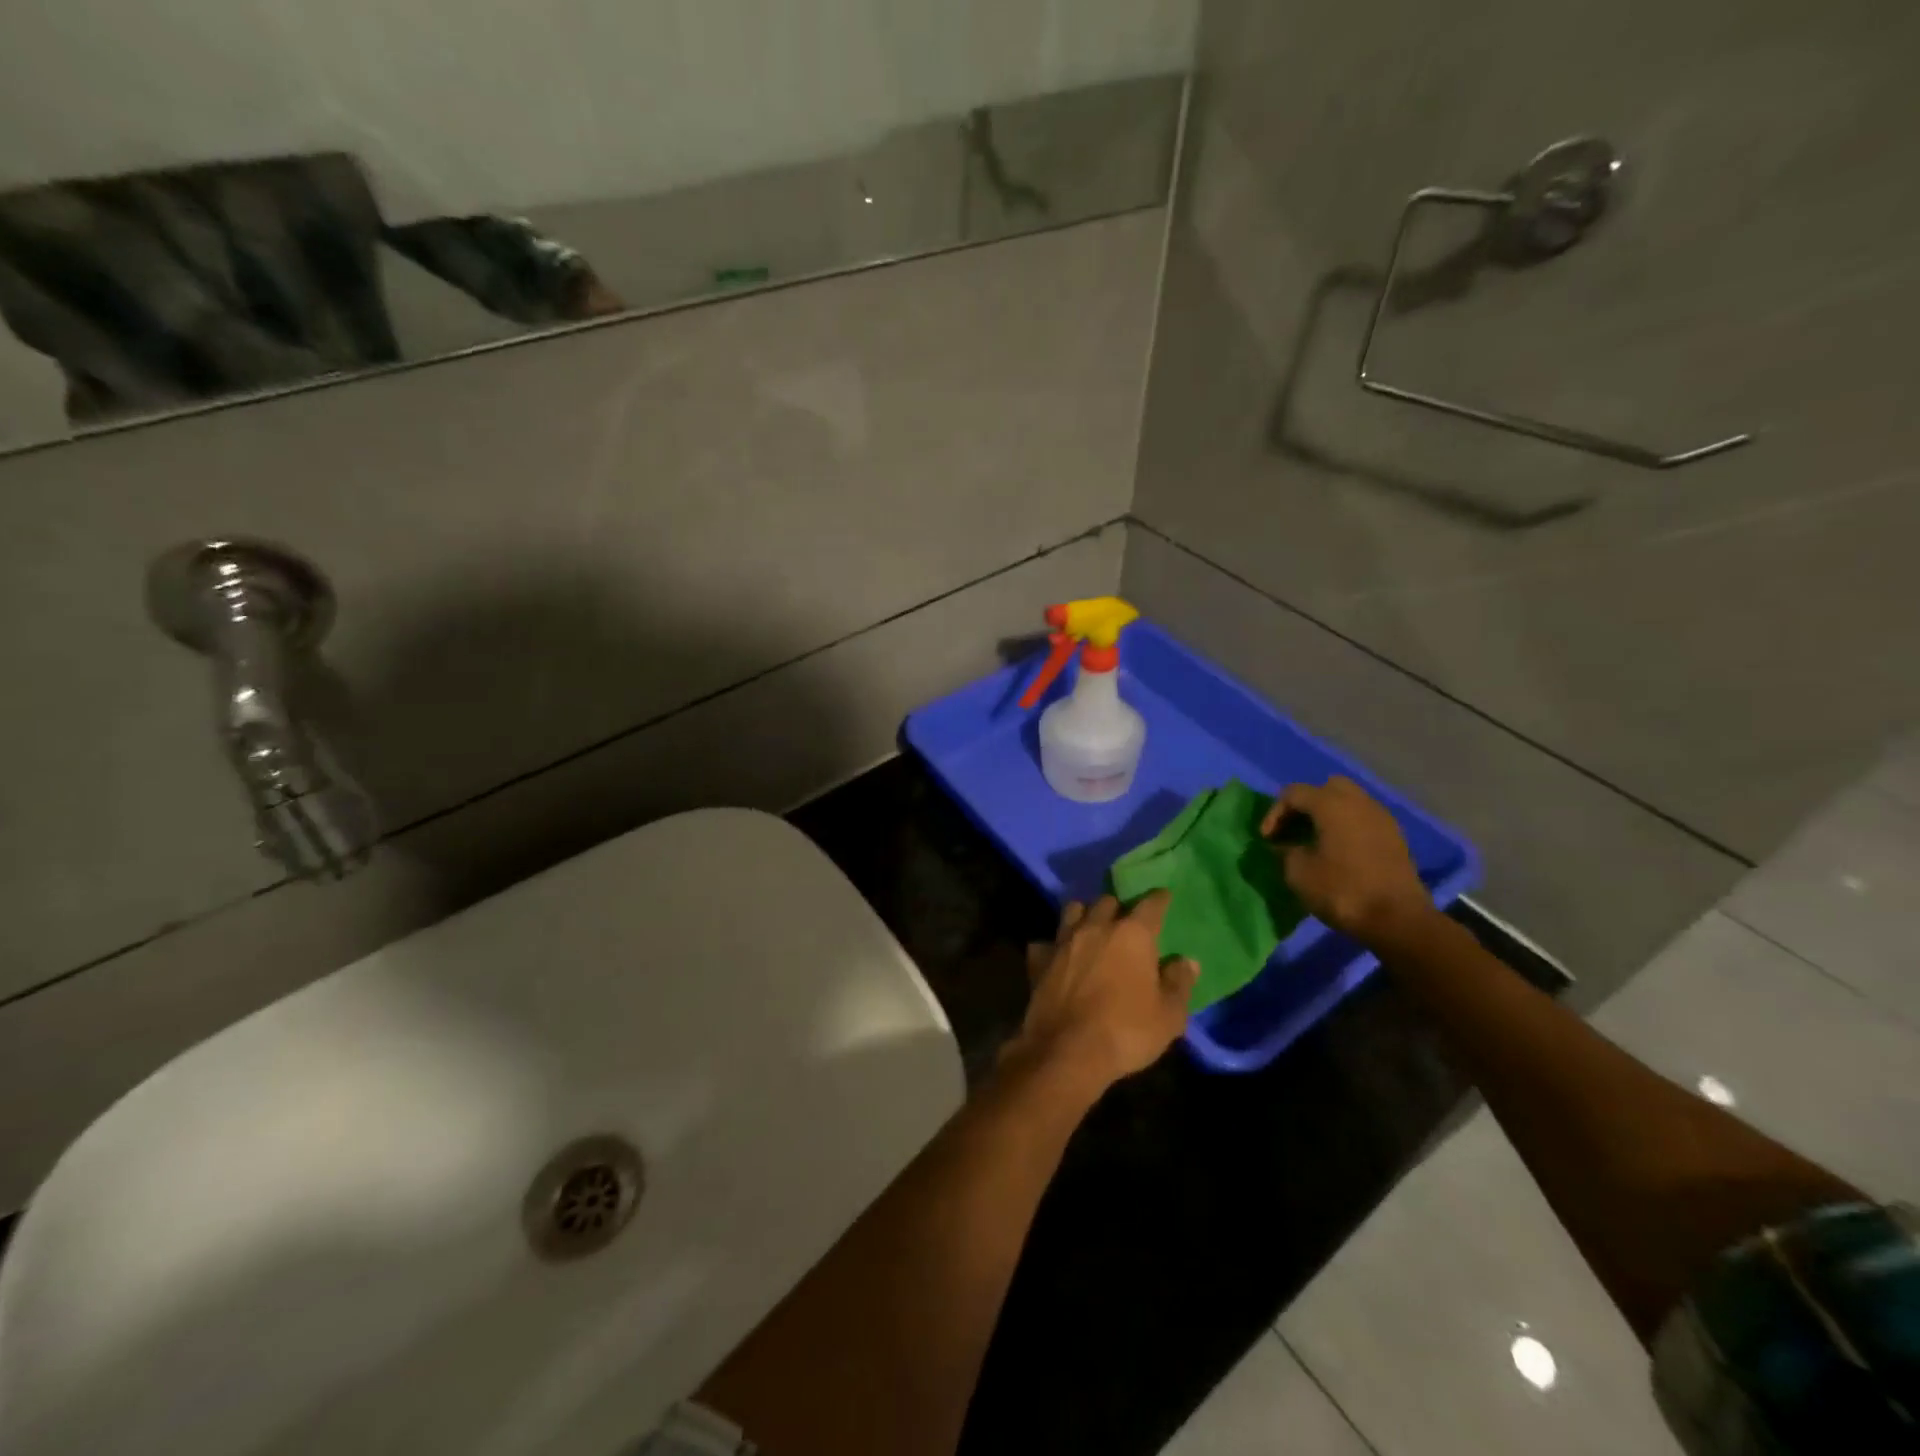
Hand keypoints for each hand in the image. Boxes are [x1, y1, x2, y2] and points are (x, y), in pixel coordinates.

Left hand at [1009, 894, 1197, 1089]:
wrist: (1066, 1051)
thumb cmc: (1126, 1032)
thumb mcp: (1169, 1016)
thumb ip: (1179, 983)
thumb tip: (1187, 961)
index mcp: (1132, 935)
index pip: (1150, 905)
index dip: (1159, 899)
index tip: (1163, 896)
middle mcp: (1096, 927)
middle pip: (1107, 901)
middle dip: (1118, 907)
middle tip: (1125, 922)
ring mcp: (1064, 941)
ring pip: (1073, 911)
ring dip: (1084, 916)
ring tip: (1091, 929)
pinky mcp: (1039, 960)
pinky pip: (1046, 943)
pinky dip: (1053, 947)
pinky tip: (1058, 958)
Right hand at [1263, 777, 1434, 946]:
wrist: (1399, 920)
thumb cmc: (1342, 891)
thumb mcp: (1299, 873)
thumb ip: (1286, 851)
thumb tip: (1286, 845)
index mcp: (1332, 805)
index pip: (1294, 793)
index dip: (1275, 813)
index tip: (1267, 839)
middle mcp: (1359, 802)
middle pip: (1327, 787)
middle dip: (1307, 804)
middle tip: (1294, 828)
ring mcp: (1382, 818)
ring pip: (1350, 802)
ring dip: (1329, 815)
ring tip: (1315, 840)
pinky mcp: (1395, 838)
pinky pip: (1364, 819)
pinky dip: (1348, 827)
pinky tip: (1339, 851)